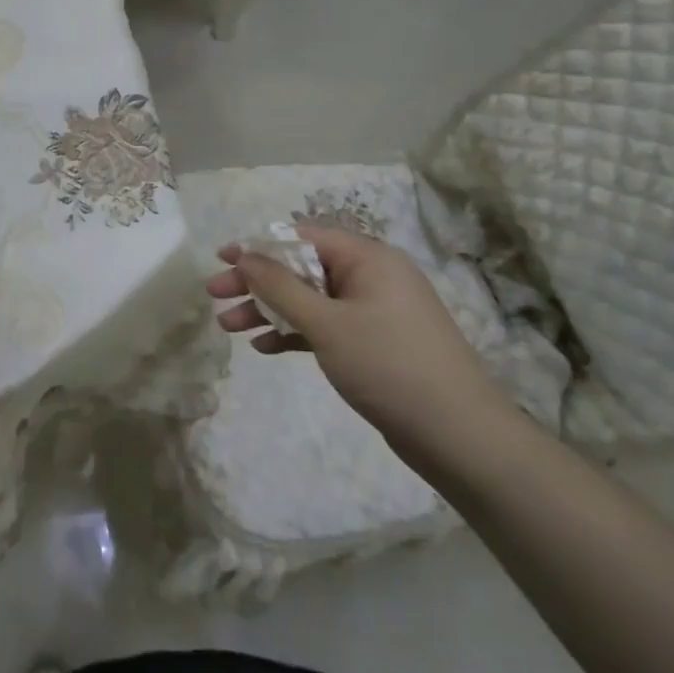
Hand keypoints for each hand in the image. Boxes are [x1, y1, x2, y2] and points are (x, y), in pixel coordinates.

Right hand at [207, 225, 518, 473]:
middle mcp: (371, 277)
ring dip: (268, 310)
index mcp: (367, 258)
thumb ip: (280, 286)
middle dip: (256, 282)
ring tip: (228, 328)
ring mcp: (374, 311)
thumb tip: (244, 254)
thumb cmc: (388, 365)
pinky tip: (265, 348)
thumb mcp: (326, 323)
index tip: (221, 259)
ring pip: (309, 300)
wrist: (458, 435)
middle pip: (301, 269)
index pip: (301, 237)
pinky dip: (294, 332)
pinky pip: (324, 326)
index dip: (257, 246)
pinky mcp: (373, 343)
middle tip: (215, 295)